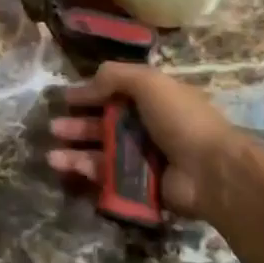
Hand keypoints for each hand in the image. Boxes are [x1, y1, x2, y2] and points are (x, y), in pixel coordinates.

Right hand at [47, 63, 253, 223]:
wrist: (211, 171)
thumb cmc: (181, 119)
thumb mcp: (148, 83)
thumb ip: (115, 76)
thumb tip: (87, 85)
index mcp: (154, 99)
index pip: (116, 93)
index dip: (90, 94)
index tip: (66, 99)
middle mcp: (149, 127)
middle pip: (105, 124)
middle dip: (78, 125)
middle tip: (54, 128)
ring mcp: (145, 158)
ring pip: (103, 152)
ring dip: (76, 151)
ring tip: (52, 155)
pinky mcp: (141, 185)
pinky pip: (109, 176)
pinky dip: (87, 171)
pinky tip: (68, 168)